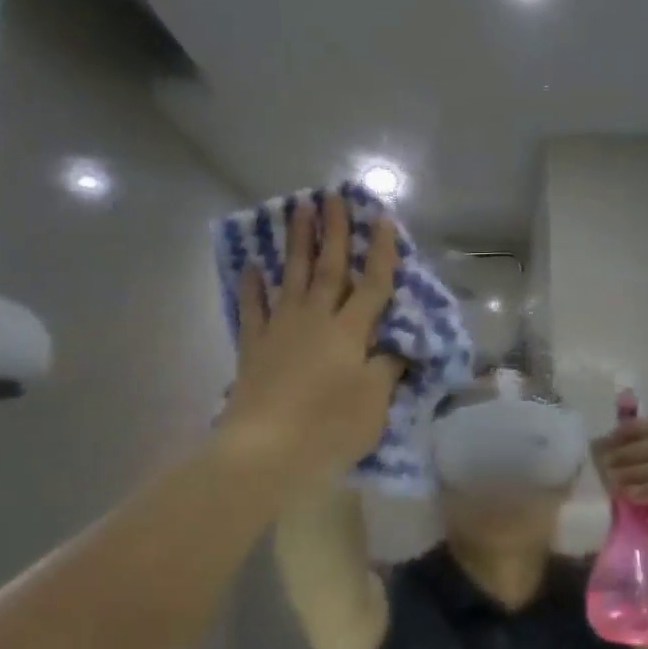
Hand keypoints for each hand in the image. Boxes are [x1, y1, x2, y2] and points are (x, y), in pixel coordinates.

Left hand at [217, 194, 404, 499]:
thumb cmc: (330, 427)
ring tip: (296, 209)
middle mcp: (315, 320)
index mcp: (350, 332)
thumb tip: (396, 346)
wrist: (267, 452)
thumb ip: (387, 368)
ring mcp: (280, 331)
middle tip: (330, 196)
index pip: (372, 284)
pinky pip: (253, 309)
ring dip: (296, 243)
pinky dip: (252, 287)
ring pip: (291, 277)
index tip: (380, 216)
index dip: (379, 251)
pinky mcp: (253, 348)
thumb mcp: (375, 401)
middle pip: (327, 269)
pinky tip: (252, 267)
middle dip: (332, 231)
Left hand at [593, 418, 647, 532]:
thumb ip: (621, 445)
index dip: (635, 429)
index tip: (611, 438)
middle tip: (604, 462)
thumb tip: (603, 431)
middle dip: (630, 452)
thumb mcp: (628, 465)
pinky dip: (644, 490)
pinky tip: (626, 493)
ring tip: (611, 479)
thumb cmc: (643, 492)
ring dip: (634, 471)